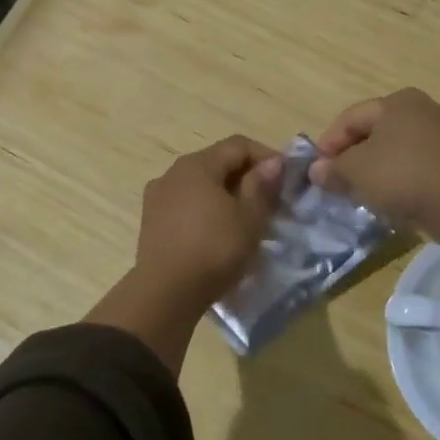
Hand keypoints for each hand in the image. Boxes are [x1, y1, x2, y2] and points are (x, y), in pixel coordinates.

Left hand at [89, 136, 283, 373]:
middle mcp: (172, 173)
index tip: (287, 179)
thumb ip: (261, 186)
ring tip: (246, 219)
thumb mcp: (249, 218)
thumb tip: (272, 163)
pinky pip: (186, 205)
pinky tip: (218, 232)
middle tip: (271, 201)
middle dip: (246, 177)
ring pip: (200, 185)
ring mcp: (157, 197)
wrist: (166, 294)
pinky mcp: (151, 222)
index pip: (238, 145)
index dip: (267, 156)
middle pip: (217, 163)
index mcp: (197, 165)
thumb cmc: (214, 250)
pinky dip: (206, 210)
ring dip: (226, 195)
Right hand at [310, 88, 439, 271]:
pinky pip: (418, 165)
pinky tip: (392, 197)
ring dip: (377, 168)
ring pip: (398, 148)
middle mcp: (423, 109)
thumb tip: (316, 171)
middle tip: (337, 180)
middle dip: (353, 155)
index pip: (350, 118)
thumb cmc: (402, 175)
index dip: (328, 143)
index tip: (316, 170)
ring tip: (363, 192)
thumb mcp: (356, 172)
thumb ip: (333, 169)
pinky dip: (401, 177)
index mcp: (396, 101)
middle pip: (376, 131)